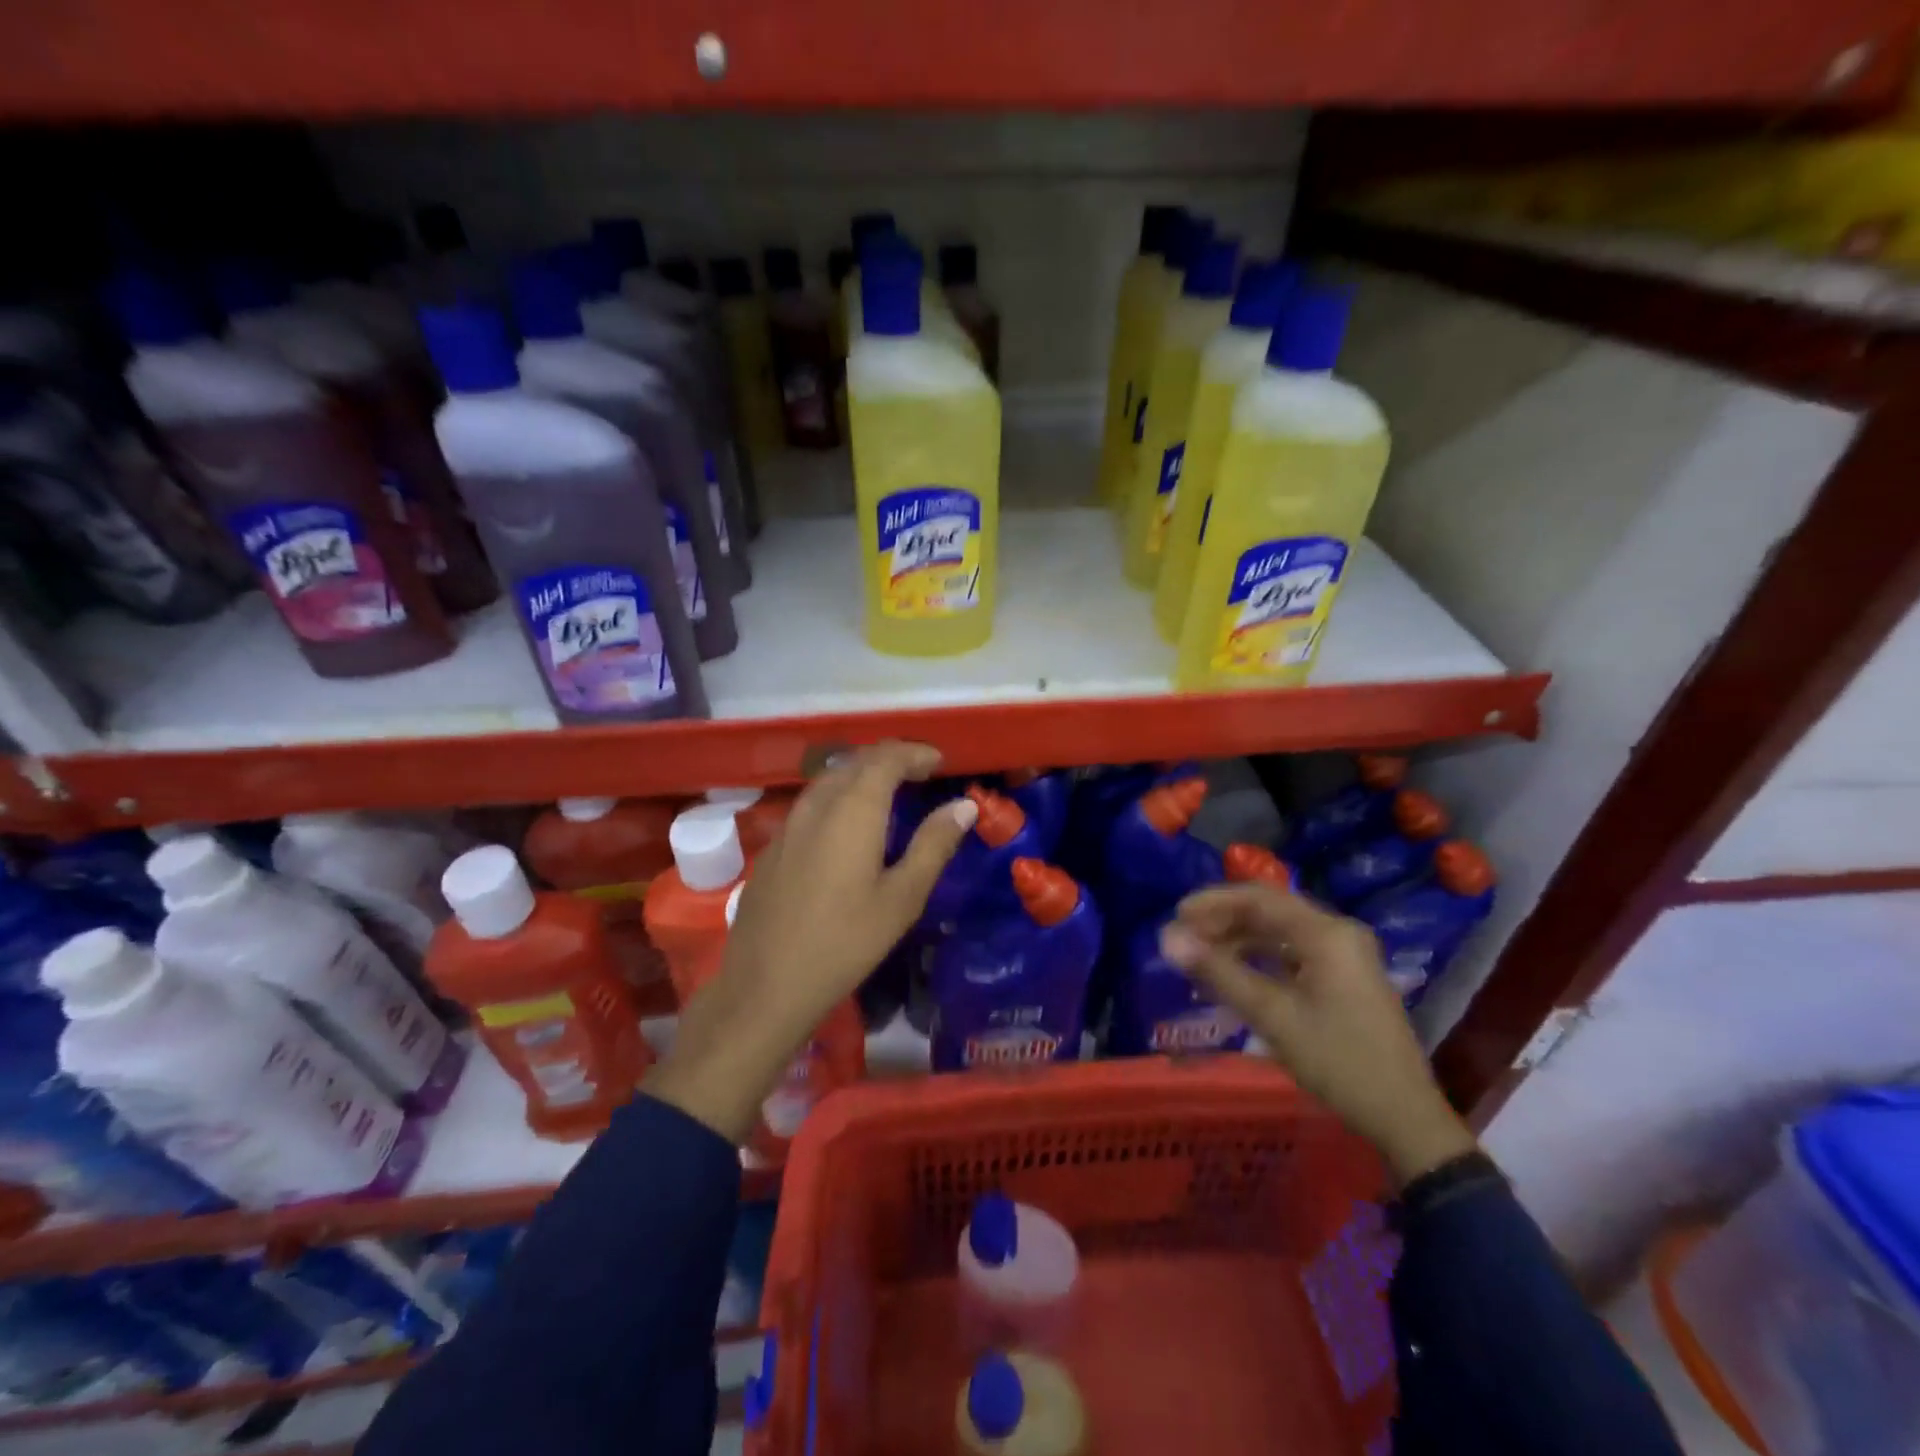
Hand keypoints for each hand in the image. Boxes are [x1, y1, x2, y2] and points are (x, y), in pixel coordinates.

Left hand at [647, 742, 977, 1143]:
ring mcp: (788, 825)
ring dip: (861, 775)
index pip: (885, 758)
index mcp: (852, 809)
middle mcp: (817, 805)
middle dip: (889, 759)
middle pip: (854, 762)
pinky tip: (848, 827)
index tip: (939, 761)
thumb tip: (964, 806)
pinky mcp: (773, 848)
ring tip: (889, 793)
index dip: (914, 753)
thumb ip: (933, 845)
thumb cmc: (846, 942)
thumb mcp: (902, 897)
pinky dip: (839, 798)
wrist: (766, 986)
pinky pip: (811, 804)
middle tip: (919, 773)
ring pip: (829, 781)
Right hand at [1160, 884, 1476, 1186]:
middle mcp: (1338, 933)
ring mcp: (1345, 955)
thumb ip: (1219, 972)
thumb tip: (1168, 940)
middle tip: (1183, 938)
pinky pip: (1292, 953)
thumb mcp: (1272, 1016)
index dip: (1213, 902)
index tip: (1176, 916)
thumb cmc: (1339, 1061)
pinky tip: (1233, 974)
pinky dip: (1259, 959)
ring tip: (1200, 957)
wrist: (1405, 1118)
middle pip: (1269, 912)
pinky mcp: (1344, 977)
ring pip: (1279, 933)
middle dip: (1222, 921)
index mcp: (1327, 934)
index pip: (1259, 898)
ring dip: (1238, 940)